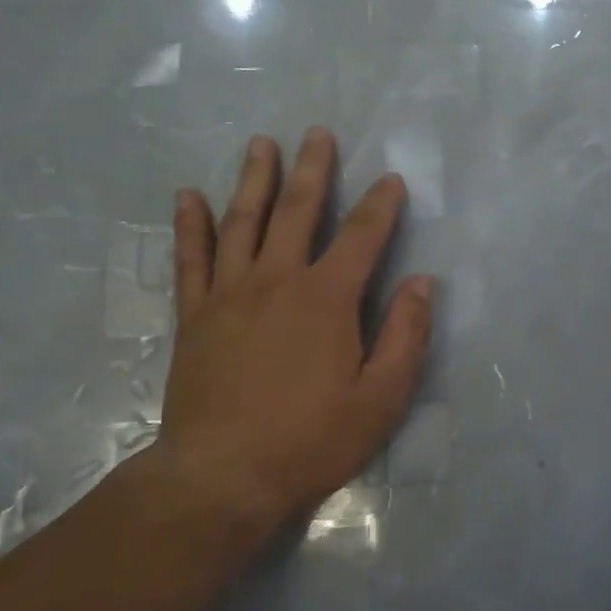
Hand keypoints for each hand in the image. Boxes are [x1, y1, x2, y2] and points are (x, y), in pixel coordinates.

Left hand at [133, 127, 433, 537]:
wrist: (223, 476)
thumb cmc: (311, 440)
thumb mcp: (381, 398)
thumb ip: (405, 336)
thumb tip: (422, 283)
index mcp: (327, 298)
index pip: (362, 236)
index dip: (380, 205)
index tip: (391, 179)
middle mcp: (277, 280)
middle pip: (297, 210)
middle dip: (313, 170)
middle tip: (318, 133)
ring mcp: (229, 293)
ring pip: (242, 221)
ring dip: (254, 179)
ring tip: (261, 144)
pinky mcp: (195, 315)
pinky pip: (191, 258)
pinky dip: (189, 224)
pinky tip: (188, 195)